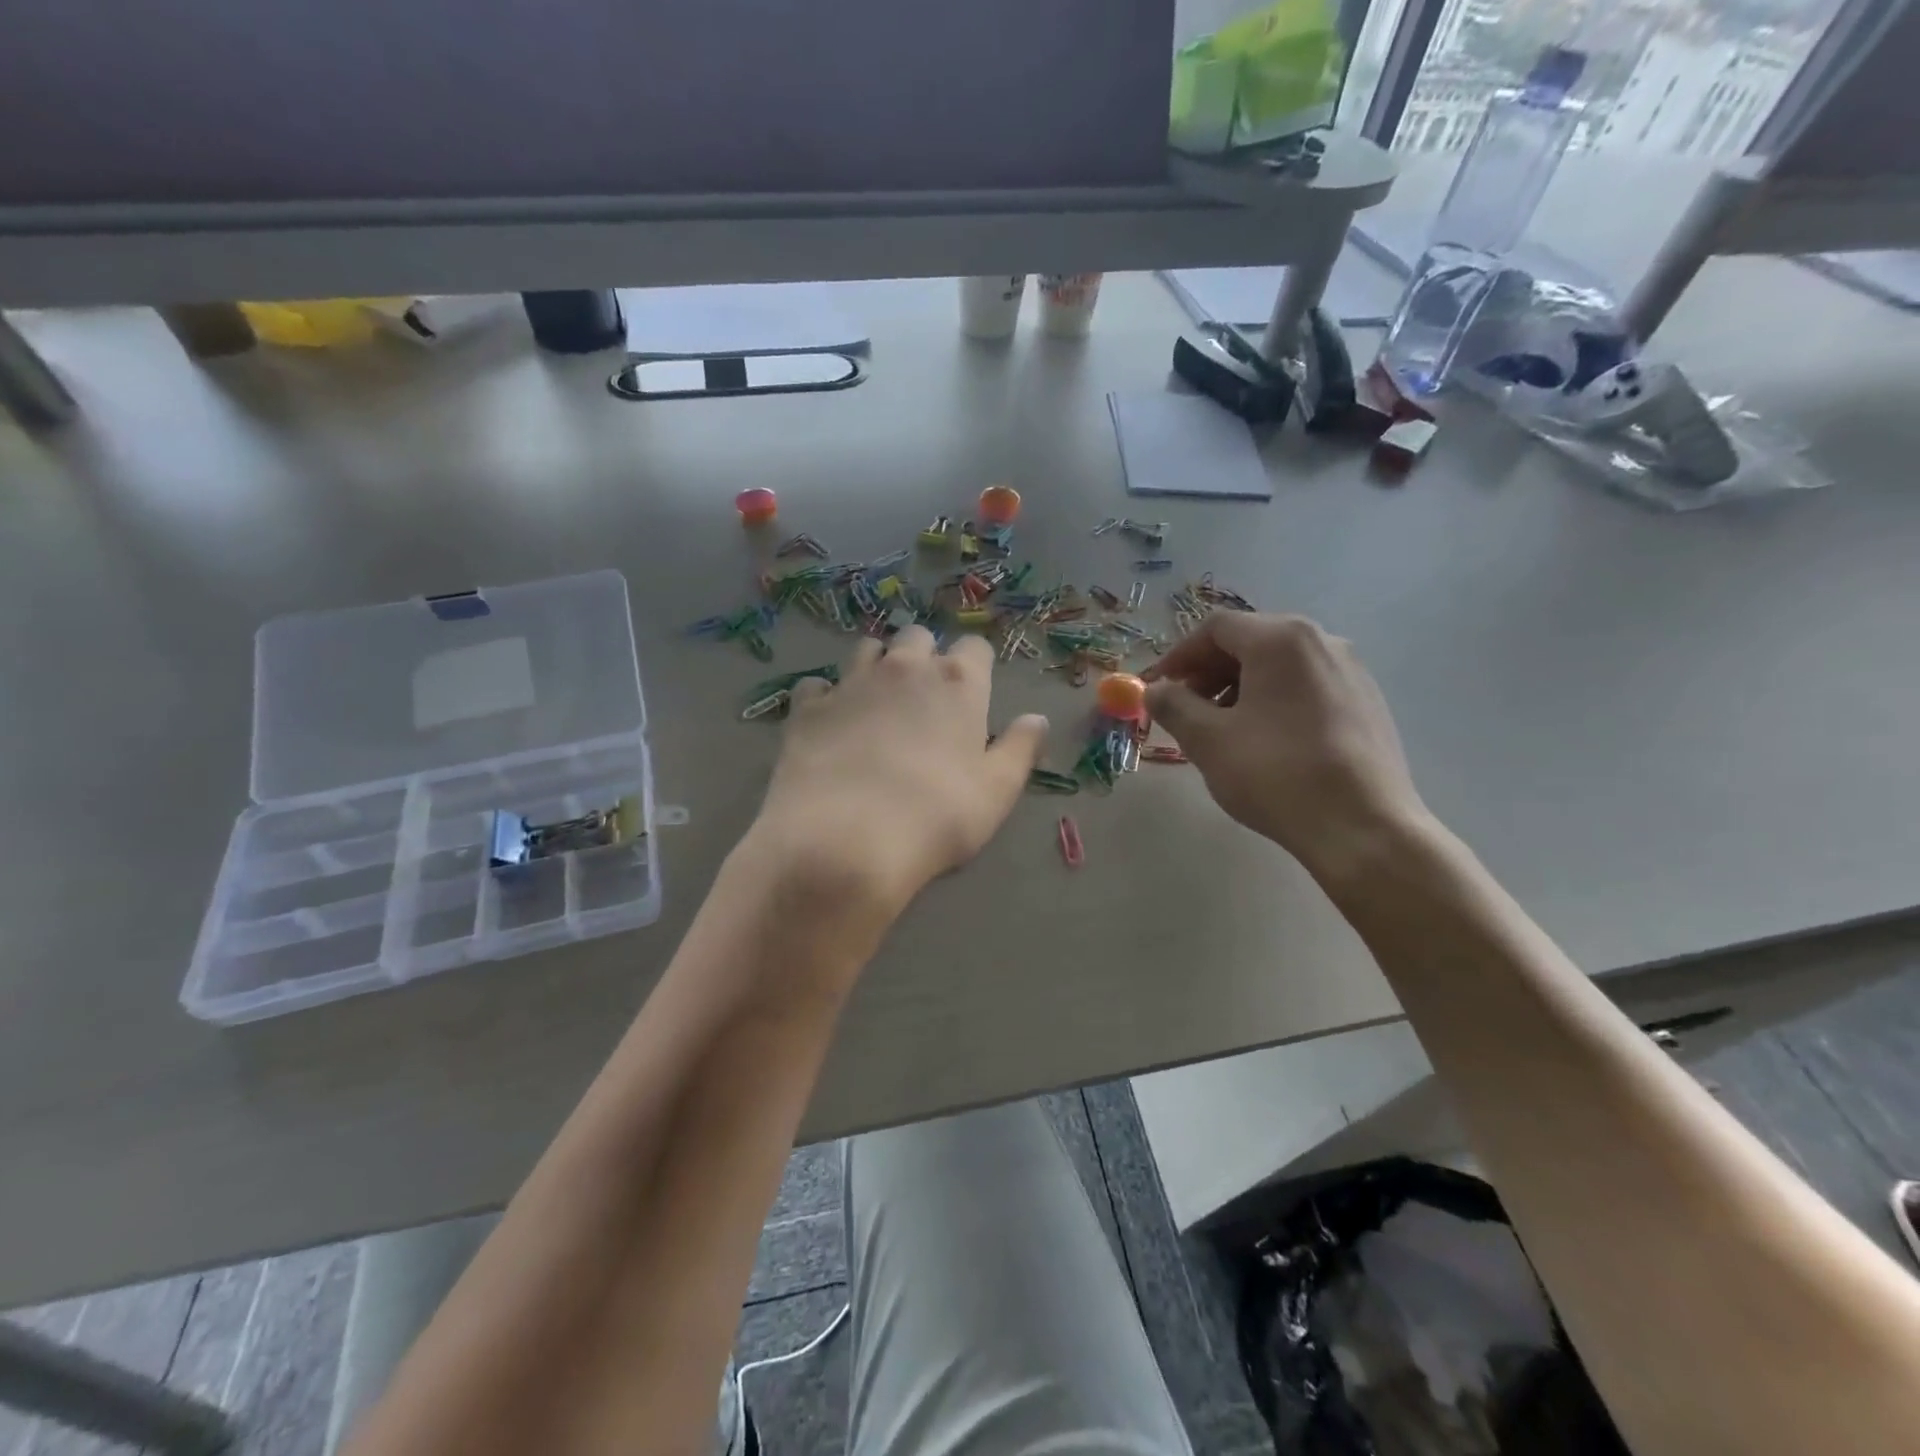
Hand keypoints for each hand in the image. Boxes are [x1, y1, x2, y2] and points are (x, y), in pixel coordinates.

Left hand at [747, 627, 1048, 923]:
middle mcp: (904, 668)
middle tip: (923, 697)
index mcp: (957, 683)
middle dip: (924, 657)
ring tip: (876, 702)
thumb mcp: (998, 791)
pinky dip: (826, 697)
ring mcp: (851, 682)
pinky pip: (817, 685)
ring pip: (867, 649)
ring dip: (877, 666)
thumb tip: (1037, 719)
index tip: (972, 693)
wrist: (844, 839)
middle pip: (917, 637)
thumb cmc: (936, 817)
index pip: (974, 647)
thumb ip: (1020, 748)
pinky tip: (829, 724)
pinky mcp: (808, 707)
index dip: (975, 666)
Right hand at [1143, 613, 1428, 884]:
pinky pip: (1306, 686)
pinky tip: (1264, 740)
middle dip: (1209, 671)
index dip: (1179, 655)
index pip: (1216, 628)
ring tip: (1221, 729)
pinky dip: (1273, 700)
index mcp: (1281, 639)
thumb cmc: (1276, 774)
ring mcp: (1351, 671)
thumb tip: (1154, 690)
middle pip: (1250, 641)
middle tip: (1185, 708)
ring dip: (1239, 687)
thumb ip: (1173, 705)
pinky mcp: (1367, 702)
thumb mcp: (1207, 740)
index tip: (1158, 687)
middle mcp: (1322, 641)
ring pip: (1279, 665)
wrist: (1363, 828)